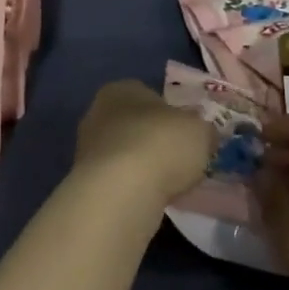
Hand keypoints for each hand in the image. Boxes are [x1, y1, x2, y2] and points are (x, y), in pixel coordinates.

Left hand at [72, 80, 215, 216]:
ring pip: (124, 155)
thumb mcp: (200, 131)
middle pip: (134, 125)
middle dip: (154, 141)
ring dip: (142, 168)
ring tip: (168, 185)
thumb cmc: (162, 144)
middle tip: (179, 161)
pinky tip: (149, 200)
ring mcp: (87, 149)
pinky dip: (132, 189)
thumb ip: (203, 129)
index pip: (149, 96)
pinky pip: (117, 181)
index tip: (187, 135)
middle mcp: (98, 112)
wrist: (121, 192)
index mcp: (122, 89)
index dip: (171, 115)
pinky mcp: (84, 183)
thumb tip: (204, 134)